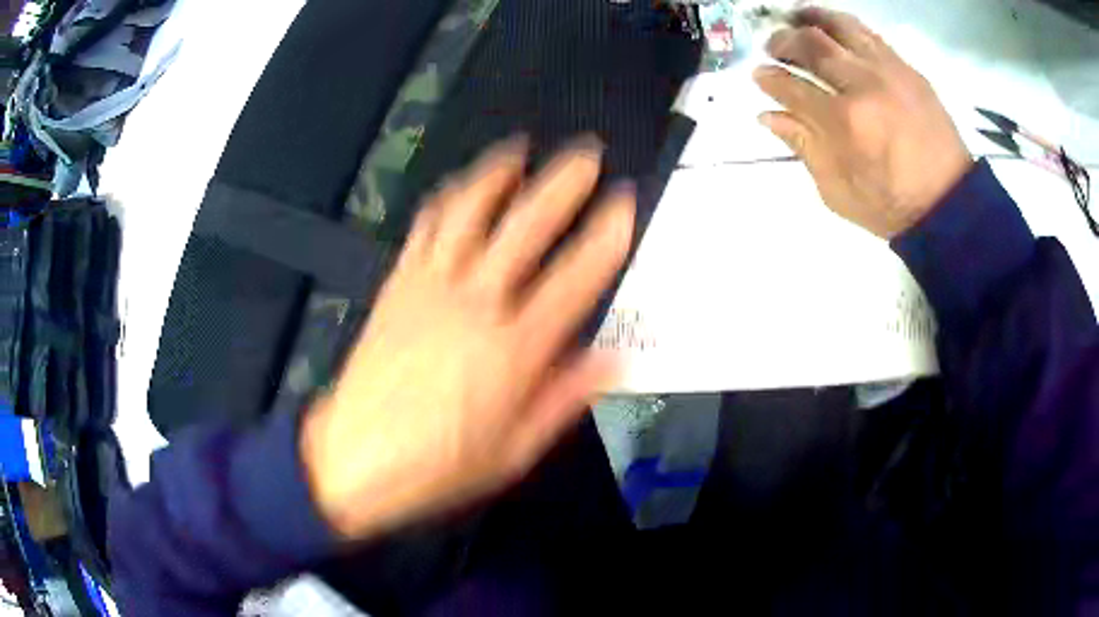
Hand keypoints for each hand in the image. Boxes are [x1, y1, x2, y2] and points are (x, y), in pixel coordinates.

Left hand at [300, 137, 633, 539]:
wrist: (354, 456)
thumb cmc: (439, 464)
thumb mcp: (514, 451)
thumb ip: (563, 399)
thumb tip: (611, 361)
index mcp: (512, 351)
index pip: (573, 278)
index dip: (605, 235)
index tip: (623, 203)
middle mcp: (474, 305)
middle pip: (524, 228)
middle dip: (561, 183)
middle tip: (585, 153)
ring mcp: (430, 287)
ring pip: (469, 213)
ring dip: (498, 174)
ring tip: (520, 148)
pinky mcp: (397, 284)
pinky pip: (424, 229)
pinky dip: (447, 200)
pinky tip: (460, 186)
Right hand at [754, 7, 972, 238]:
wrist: (948, 203)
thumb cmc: (891, 206)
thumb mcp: (838, 192)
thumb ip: (804, 148)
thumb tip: (769, 115)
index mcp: (843, 122)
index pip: (791, 87)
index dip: (769, 79)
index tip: (759, 75)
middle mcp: (862, 84)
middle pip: (810, 44)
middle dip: (783, 41)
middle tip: (773, 47)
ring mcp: (887, 71)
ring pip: (839, 25)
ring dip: (810, 19)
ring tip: (796, 21)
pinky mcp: (906, 68)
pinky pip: (868, 33)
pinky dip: (843, 25)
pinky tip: (832, 28)